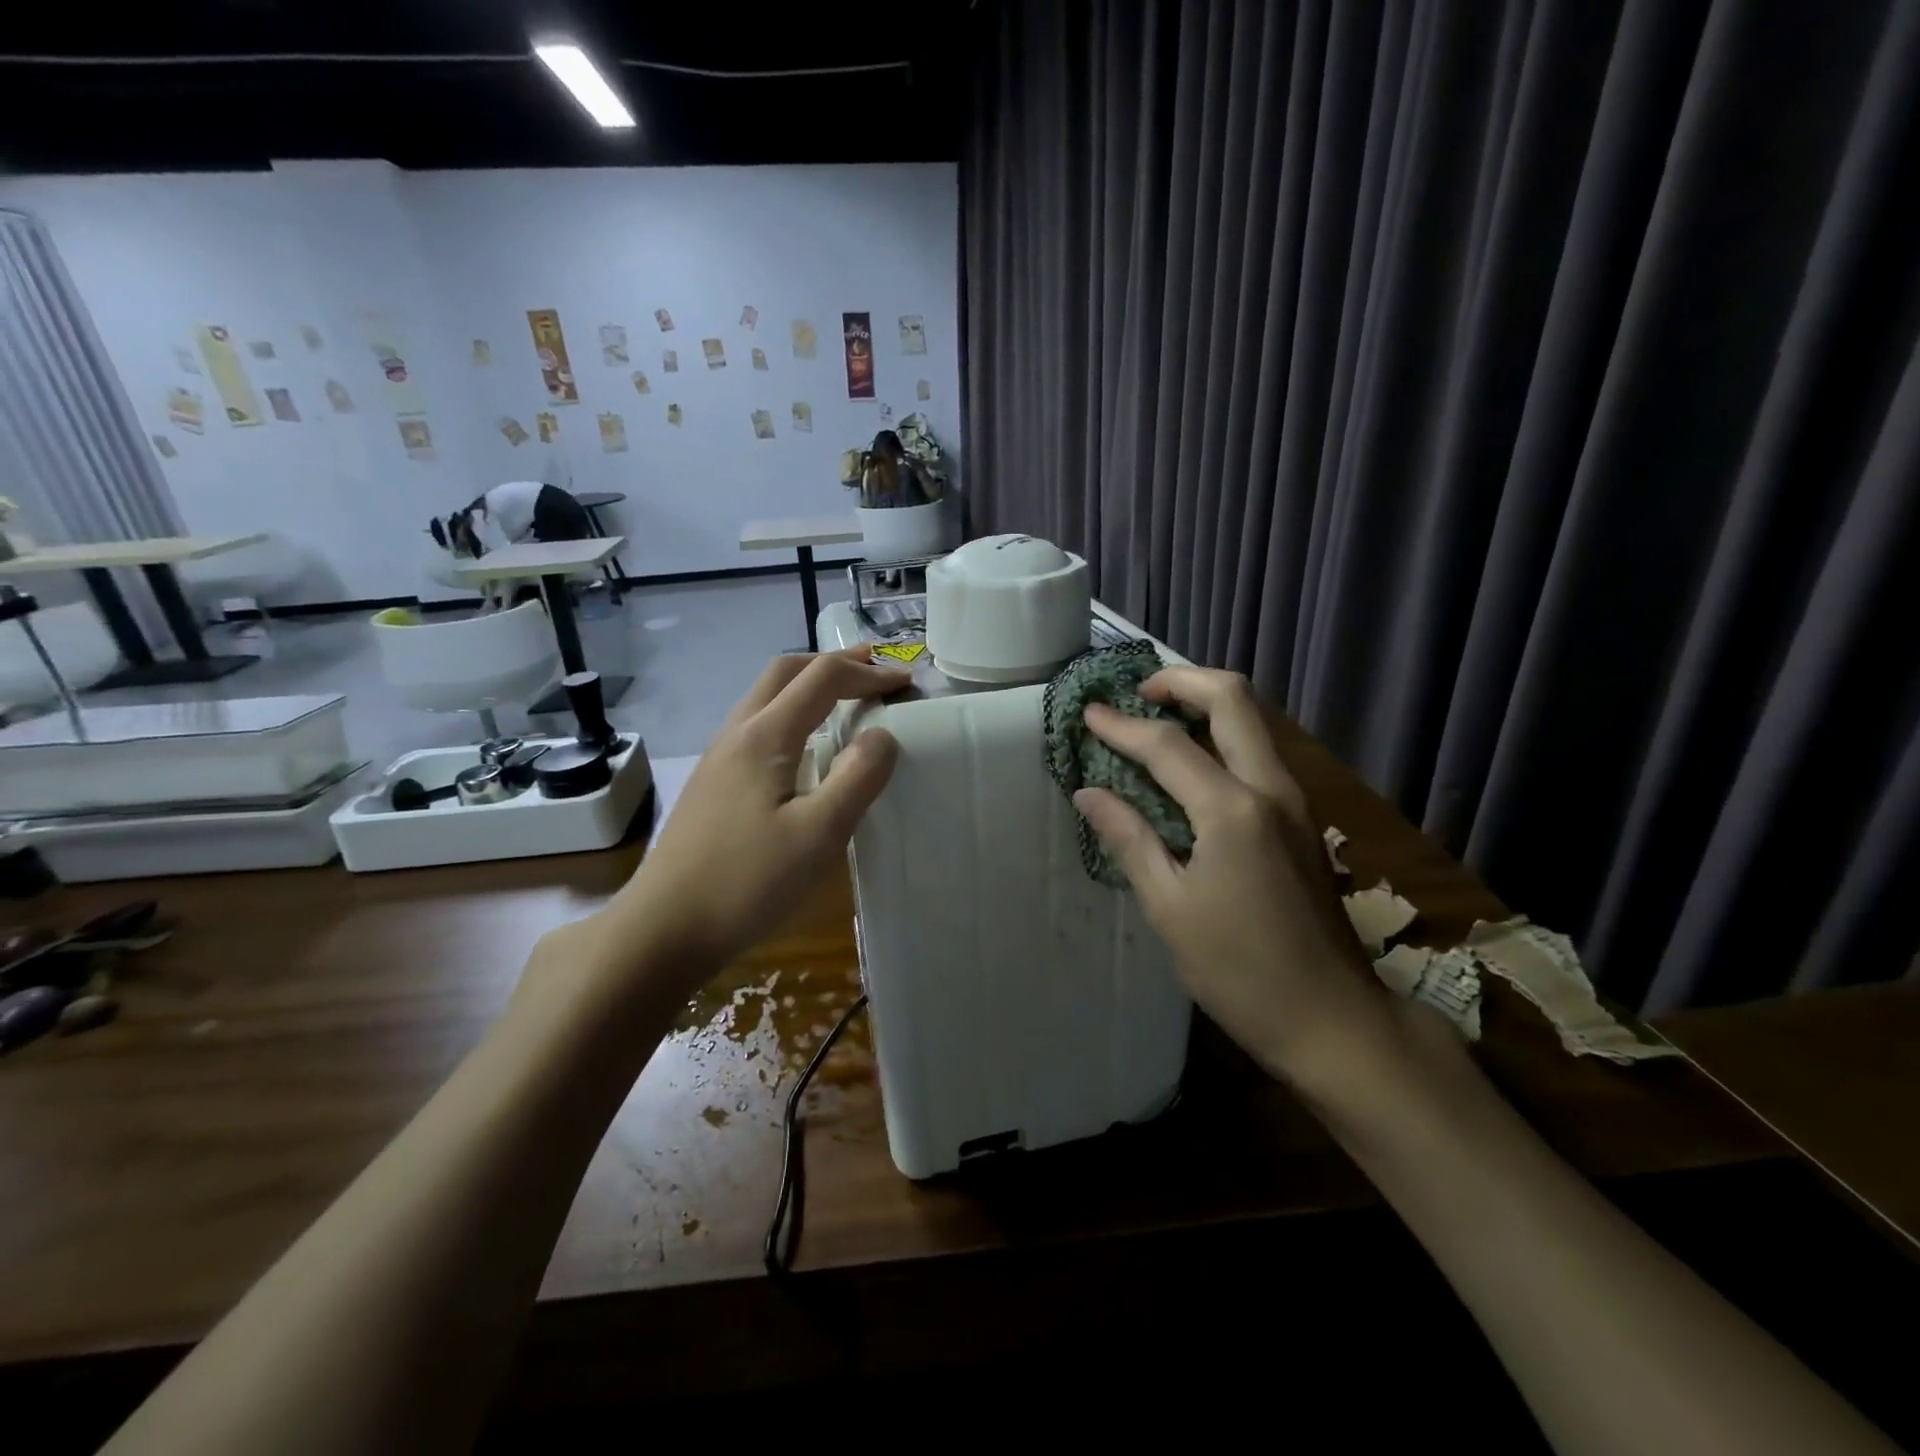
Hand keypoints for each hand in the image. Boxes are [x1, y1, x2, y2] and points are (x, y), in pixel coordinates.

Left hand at [552, 648, 907, 1001]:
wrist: (663, 929)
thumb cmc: (746, 882)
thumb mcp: (817, 835)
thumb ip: (857, 778)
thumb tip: (883, 734)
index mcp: (764, 736)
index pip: (822, 679)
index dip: (868, 674)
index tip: (906, 684)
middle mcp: (737, 734)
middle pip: (784, 673)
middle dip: (832, 664)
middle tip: (873, 670)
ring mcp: (718, 759)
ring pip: (766, 698)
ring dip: (808, 687)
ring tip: (845, 700)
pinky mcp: (713, 785)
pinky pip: (757, 727)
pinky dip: (792, 715)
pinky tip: (805, 750)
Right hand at [1073, 666, 1390, 1083]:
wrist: (1333, 1019)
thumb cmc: (1240, 971)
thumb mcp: (1170, 907)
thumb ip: (1130, 839)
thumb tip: (1089, 793)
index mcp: (1233, 811)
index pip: (1167, 745)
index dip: (1122, 725)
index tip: (1088, 712)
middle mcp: (1271, 789)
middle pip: (1233, 699)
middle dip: (1181, 681)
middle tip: (1137, 694)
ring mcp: (1294, 802)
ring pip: (1252, 721)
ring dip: (1204, 705)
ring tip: (1156, 720)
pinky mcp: (1301, 821)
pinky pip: (1258, 753)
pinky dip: (1221, 738)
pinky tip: (1189, 766)